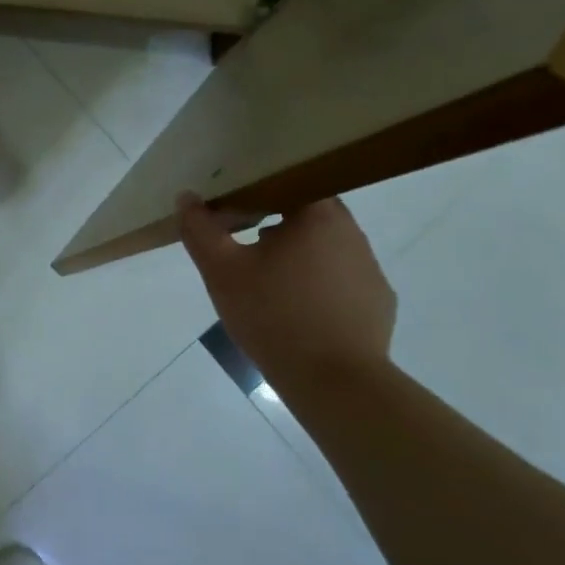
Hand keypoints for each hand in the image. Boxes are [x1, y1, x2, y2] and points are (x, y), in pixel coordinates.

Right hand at [178, 195, 396, 388]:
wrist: (335, 383)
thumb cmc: (274, 316)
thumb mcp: (221, 271)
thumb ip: (200, 230)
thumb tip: (186, 198)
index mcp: (317, 216)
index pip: (291, 182)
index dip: (260, 189)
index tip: (235, 207)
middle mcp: (351, 234)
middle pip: (309, 213)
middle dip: (275, 222)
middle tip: (243, 243)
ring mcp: (370, 269)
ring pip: (326, 247)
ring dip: (297, 254)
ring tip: (266, 280)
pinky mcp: (377, 303)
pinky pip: (342, 280)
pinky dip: (318, 285)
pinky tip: (296, 310)